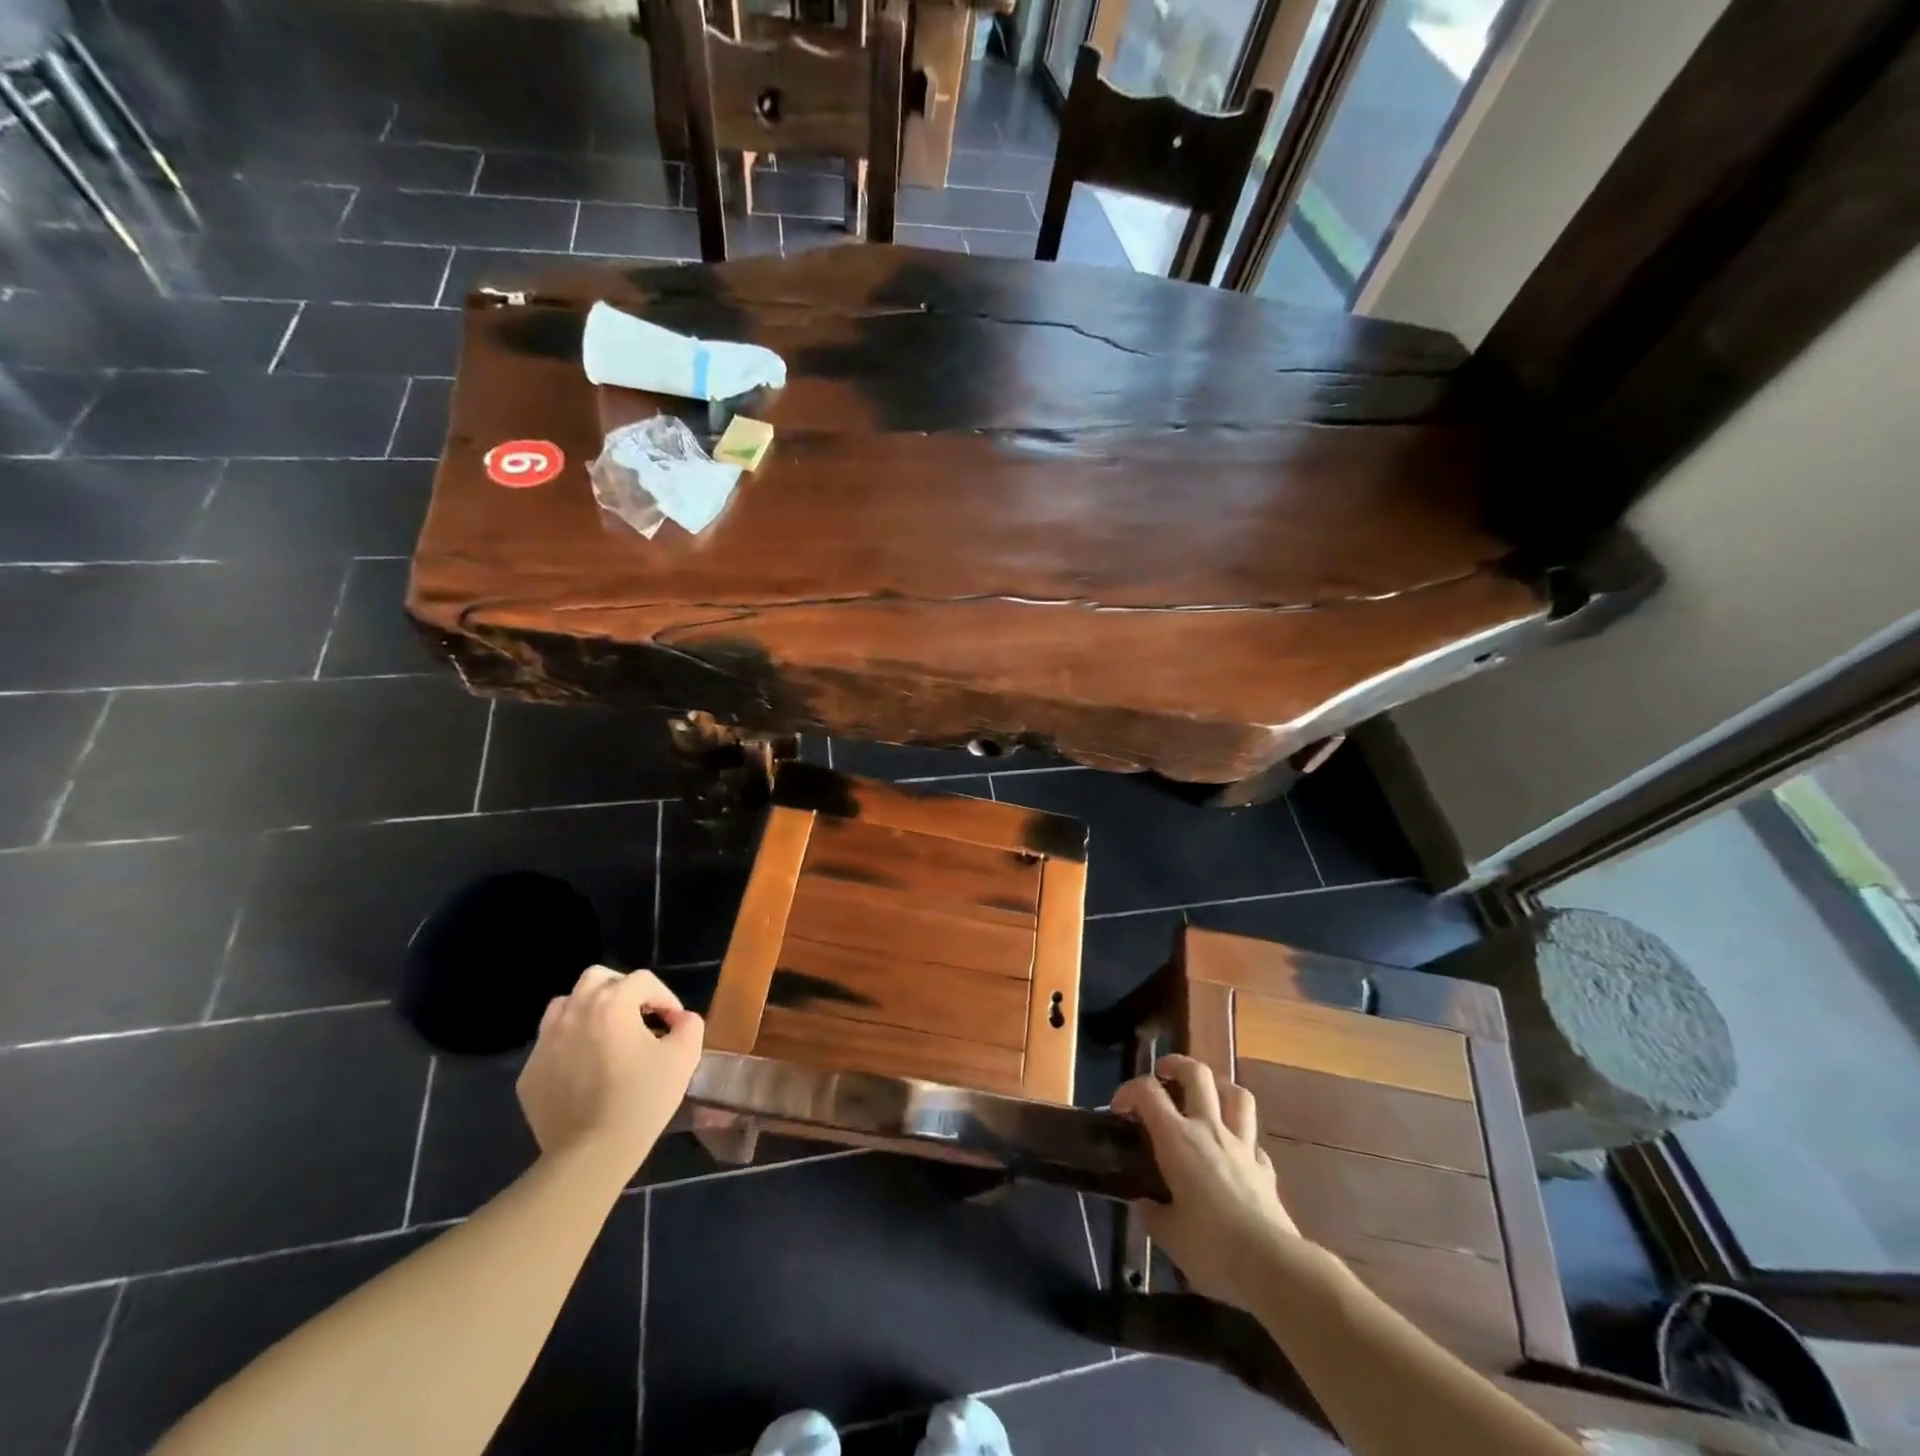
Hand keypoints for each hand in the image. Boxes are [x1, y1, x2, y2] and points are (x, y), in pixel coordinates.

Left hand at [516, 966, 703, 1177]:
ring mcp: (546, 1041)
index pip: (643, 981)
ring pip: (567, 1004)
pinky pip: (551, 1042)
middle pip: (599, 978)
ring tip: (607, 1035)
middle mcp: (575, 1012)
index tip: (674, 1023)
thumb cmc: (641, 1100)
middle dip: (623, 990)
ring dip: (590, 1010)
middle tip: (639, 1016)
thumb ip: (689, 1025)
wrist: (590, 1155)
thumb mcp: (683, 1058)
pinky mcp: (530, 1072)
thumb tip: (680, 1019)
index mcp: (612, 1004)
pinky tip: (585, 1069)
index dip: (664, 997)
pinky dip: (570, 1043)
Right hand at [1111, 1055, 1303, 1310]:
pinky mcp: (1266, 1169)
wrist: (1272, 1266)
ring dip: (1219, 1086)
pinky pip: (1254, 1141)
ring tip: (1206, 1094)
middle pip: (1198, 1074)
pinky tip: (1236, 1152)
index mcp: (1177, 1139)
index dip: (1129, 1090)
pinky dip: (1242, 1138)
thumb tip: (1145, 1205)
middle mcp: (1210, 1130)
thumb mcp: (1168, 1235)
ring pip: (1236, 1095)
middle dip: (1177, 1065)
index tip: (1119, 1108)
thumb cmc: (1211, 1246)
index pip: (1148, 1092)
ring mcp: (1243, 1146)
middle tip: (1164, 1073)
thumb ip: (1152, 1213)